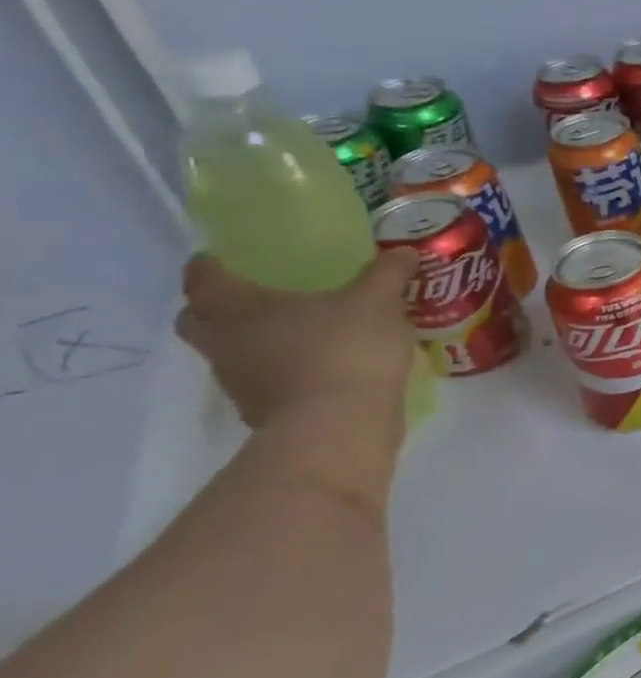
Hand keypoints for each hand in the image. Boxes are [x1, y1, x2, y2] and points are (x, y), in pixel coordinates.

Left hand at [175, 251, 419, 431]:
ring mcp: (241, 383)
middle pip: (200, 321)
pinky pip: (267, 381)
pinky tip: (322, 367)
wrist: (339, 426)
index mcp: (239, 308)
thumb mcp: (378, 301)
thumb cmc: (345, 349)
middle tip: (253, 296)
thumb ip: (388, 273)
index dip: (209, 266)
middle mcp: (226, 343)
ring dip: (254, 342)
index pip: (204, 279)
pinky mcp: (266, 412)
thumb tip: (403, 251)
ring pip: (232, 354)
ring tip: (300, 333)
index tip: (219, 258)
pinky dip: (285, 371)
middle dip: (217, 308)